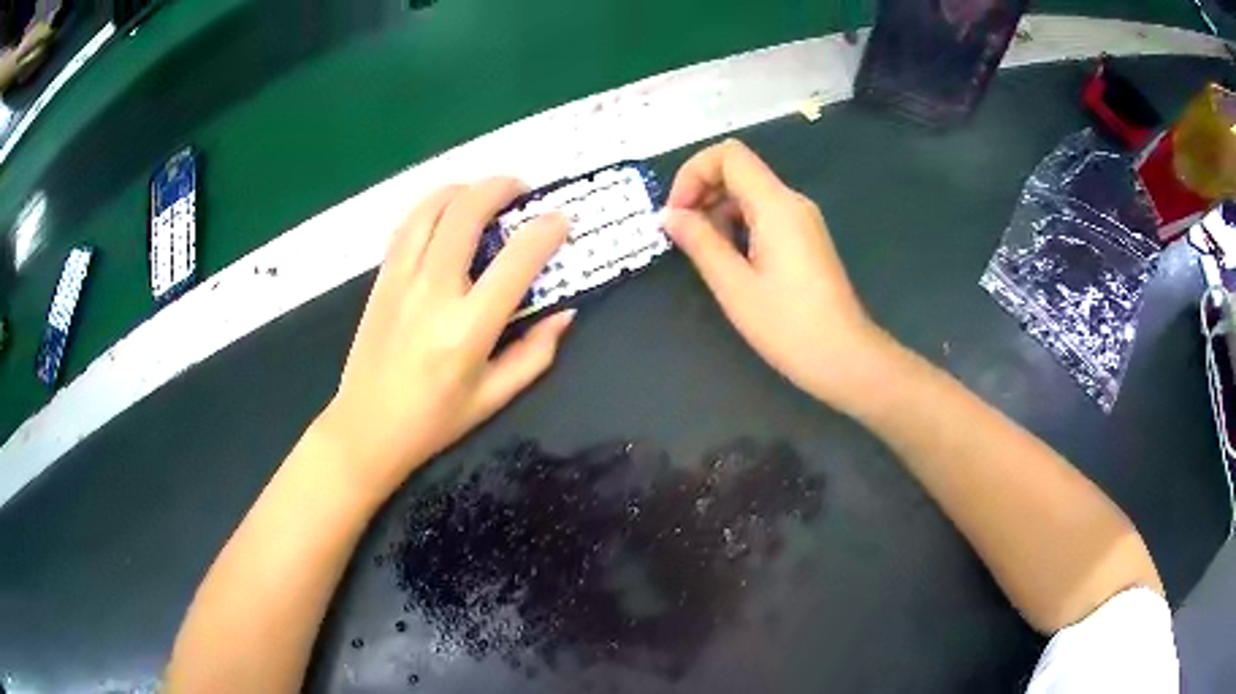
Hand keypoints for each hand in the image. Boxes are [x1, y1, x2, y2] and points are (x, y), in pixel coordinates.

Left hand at [313, 179, 572, 500]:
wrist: (366, 428)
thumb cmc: (434, 420)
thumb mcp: (494, 397)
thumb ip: (535, 353)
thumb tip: (564, 313)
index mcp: (468, 328)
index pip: (516, 260)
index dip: (545, 231)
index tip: (560, 221)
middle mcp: (433, 292)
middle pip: (467, 212)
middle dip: (501, 187)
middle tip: (521, 190)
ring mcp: (401, 280)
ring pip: (431, 208)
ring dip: (463, 188)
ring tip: (483, 194)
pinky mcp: (381, 279)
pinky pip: (406, 225)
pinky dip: (431, 206)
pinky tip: (445, 212)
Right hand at [664, 139, 880, 405]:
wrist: (844, 358)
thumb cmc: (788, 325)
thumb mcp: (734, 285)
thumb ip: (699, 242)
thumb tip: (668, 215)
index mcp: (776, 205)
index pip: (728, 155)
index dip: (693, 172)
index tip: (676, 213)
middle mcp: (792, 202)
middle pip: (739, 171)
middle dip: (702, 193)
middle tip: (682, 236)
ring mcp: (802, 220)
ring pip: (750, 194)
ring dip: (719, 213)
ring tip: (705, 255)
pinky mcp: (806, 239)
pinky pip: (765, 215)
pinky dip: (739, 226)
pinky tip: (731, 262)